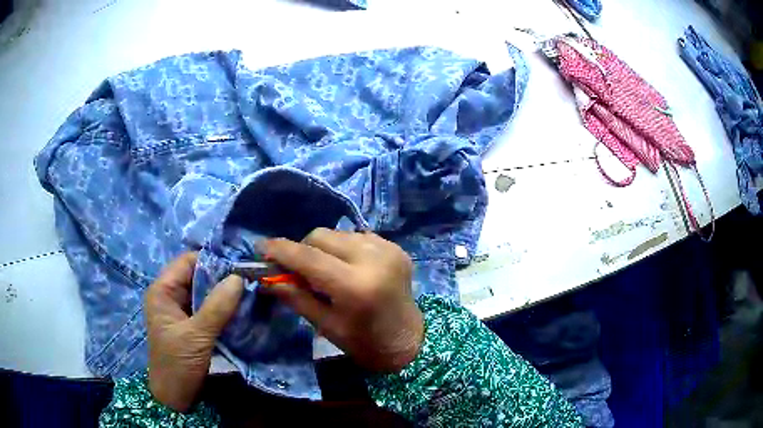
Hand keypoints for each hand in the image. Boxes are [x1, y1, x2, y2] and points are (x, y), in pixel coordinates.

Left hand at [144, 252, 243, 411]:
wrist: (175, 397)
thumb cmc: (178, 364)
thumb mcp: (197, 336)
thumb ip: (217, 307)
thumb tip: (239, 277)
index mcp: (163, 291)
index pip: (188, 262)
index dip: (212, 260)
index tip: (239, 265)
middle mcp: (171, 295)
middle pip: (197, 275)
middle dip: (221, 276)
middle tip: (250, 278)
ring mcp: (182, 310)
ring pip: (205, 292)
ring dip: (224, 293)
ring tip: (250, 291)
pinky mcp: (192, 324)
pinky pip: (209, 308)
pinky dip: (223, 307)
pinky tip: (241, 309)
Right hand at [262, 229, 423, 372]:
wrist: (408, 341)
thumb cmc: (364, 343)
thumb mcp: (326, 325)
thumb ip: (295, 297)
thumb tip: (266, 277)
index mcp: (355, 286)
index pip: (308, 257)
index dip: (280, 250)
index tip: (260, 247)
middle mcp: (373, 259)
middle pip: (321, 236)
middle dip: (302, 249)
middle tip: (295, 270)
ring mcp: (388, 249)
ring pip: (338, 233)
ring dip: (323, 248)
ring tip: (323, 271)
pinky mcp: (396, 247)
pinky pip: (357, 237)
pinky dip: (344, 248)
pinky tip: (346, 267)